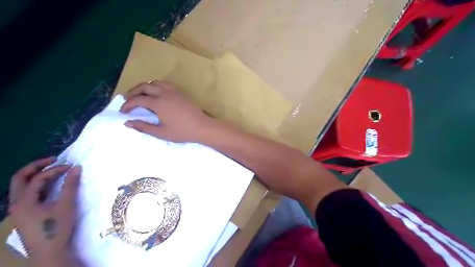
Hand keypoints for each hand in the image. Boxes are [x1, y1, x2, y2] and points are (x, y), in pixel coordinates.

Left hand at [9, 158, 81, 265]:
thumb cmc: (56, 228)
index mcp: (23, 201)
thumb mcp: (66, 205)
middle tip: (54, 159)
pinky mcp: (24, 214)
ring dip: (37, 175)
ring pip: (22, 186)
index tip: (72, 167)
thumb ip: (70, 185)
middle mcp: (16, 203)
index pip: (38, 178)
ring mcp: (18, 209)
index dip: (56, 170)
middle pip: (20, 178)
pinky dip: (38, 185)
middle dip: (37, 166)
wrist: (48, 252)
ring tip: (53, 170)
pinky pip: (27, 193)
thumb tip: (76, 167)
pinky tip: (50, 185)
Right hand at [120, 81, 216, 141]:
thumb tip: (127, 123)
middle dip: (133, 92)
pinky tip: (156, 94)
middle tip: (127, 100)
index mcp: (158, 103)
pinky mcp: (180, 93)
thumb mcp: (161, 133)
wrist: (202, 127)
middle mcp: (164, 93)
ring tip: (140, 96)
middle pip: (144, 86)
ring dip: (144, 87)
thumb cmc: (182, 132)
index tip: (122, 112)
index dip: (128, 105)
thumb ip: (143, 127)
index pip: (138, 100)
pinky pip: (165, 84)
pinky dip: (156, 86)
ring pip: (154, 83)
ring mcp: (173, 92)